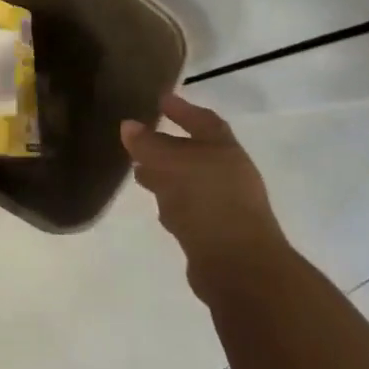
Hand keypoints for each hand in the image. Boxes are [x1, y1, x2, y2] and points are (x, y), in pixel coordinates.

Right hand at [122, 92, 286, 296]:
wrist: (239, 267)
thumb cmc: (208, 202)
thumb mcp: (172, 164)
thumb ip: (149, 144)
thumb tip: (128, 125)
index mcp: (225, 150)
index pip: (204, 121)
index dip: (183, 109)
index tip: (160, 100)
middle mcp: (229, 174)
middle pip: (196, 152)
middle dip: (168, 145)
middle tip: (140, 139)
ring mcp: (225, 205)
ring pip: (190, 181)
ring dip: (166, 175)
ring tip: (138, 172)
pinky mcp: (216, 234)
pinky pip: (189, 208)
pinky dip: (171, 202)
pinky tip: (157, 207)